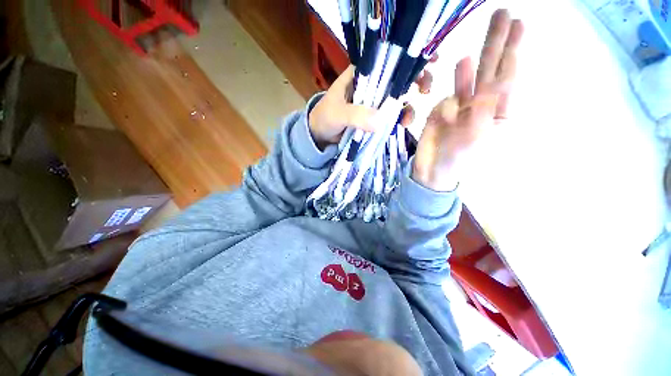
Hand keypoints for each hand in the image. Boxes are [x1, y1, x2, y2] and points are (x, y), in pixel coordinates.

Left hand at [308, 62, 435, 149]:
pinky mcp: (375, 118)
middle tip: (426, 89)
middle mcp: (370, 85)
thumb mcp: (337, 114)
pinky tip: (402, 125)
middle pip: (397, 78)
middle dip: (416, 80)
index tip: (428, 62)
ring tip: (409, 119)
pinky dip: (399, 120)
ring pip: (397, 98)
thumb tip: (380, 121)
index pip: (386, 61)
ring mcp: (374, 102)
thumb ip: (355, 115)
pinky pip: (391, 116)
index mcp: (360, 75)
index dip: (408, 59)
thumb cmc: (324, 119)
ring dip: (409, 106)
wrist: (320, 137)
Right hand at [413, 9, 523, 191]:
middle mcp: (483, 106)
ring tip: (490, 27)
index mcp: (498, 114)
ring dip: (479, 55)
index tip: (519, 25)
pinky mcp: (442, 110)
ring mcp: (461, 107)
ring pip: (471, 78)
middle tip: (503, 14)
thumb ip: (482, 112)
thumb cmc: (457, 161)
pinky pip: (451, 93)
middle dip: (499, 43)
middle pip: (492, 72)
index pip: (507, 80)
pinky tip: (461, 63)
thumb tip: (489, 88)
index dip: (513, 53)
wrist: (431, 170)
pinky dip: (458, 79)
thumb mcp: (474, 139)